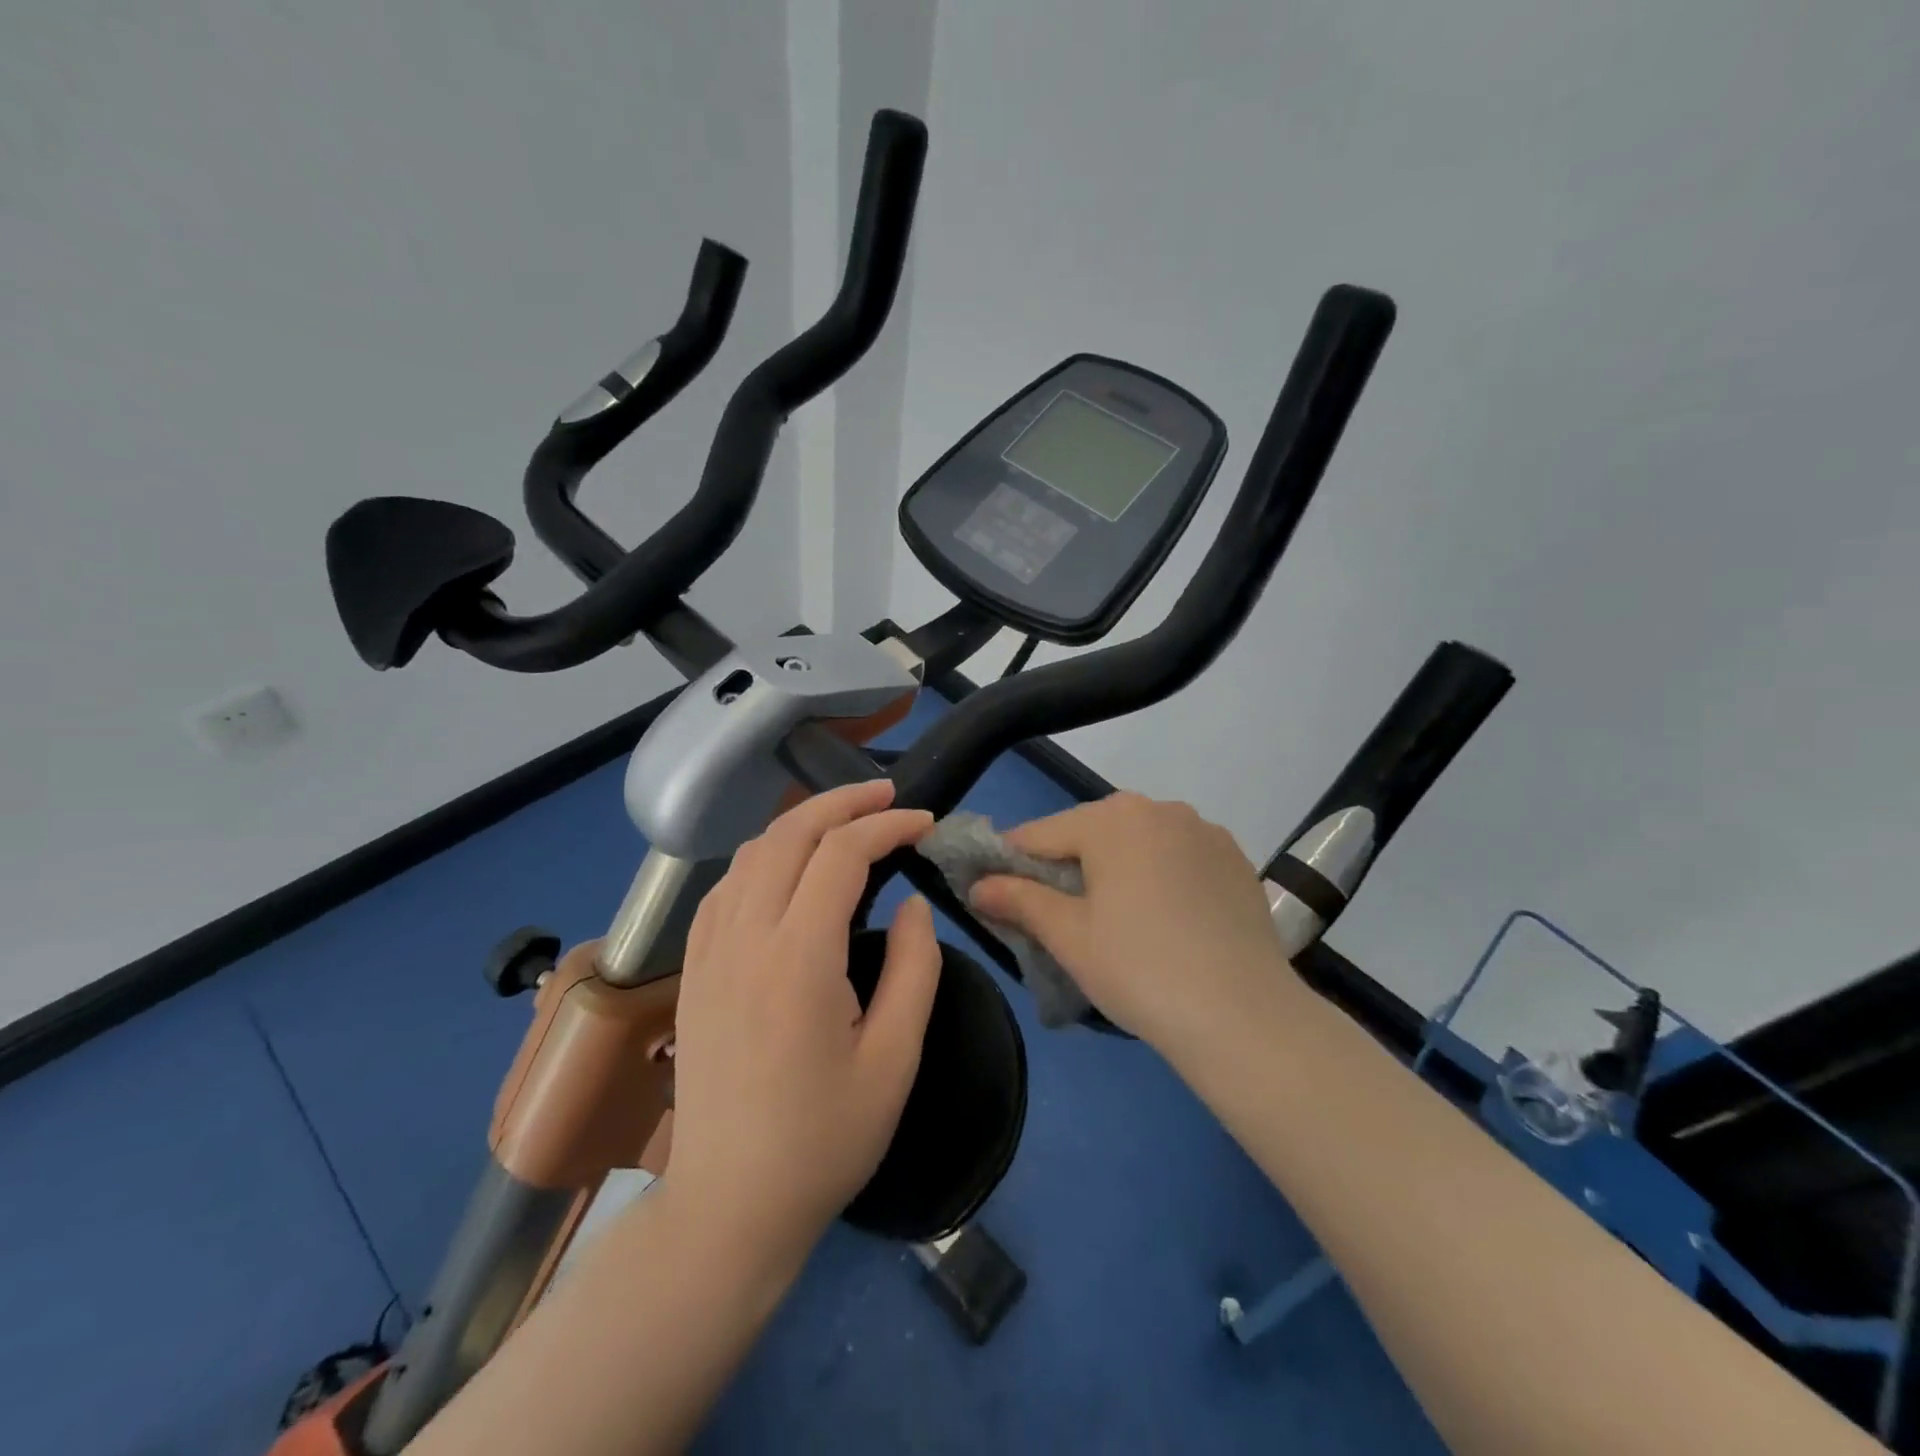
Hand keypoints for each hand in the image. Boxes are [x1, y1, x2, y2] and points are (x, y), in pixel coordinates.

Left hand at [665, 780, 941, 1267]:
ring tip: (846, 820)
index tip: (925, 824)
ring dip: (802, 823)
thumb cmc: (823, 1140)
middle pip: (790, 834)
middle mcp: (745, 938)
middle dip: (842, 802)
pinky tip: (788, 868)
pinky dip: (764, 856)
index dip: (888, 826)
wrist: (728, 1206)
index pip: (842, 855)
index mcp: (798, 959)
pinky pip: (726, 886)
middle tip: (888, 795)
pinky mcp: (693, 969)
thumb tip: (913, 905)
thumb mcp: (894, 1060)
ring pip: (752, 852)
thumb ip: (914, 969)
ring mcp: (709, 951)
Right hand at [969, 793, 1289, 1052]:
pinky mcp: (1235, 859)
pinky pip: (1177, 857)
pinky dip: (1159, 877)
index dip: (1010, 862)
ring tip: (1115, 920)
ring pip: (1137, 843)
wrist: (1243, 1015)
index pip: (1040, 834)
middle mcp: (1159, 808)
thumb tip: (977, 884)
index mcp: (1111, 818)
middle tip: (1058, 916)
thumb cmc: (1139, 968)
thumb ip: (1018, 899)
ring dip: (1115, 869)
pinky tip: (1164, 919)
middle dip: (1066, 866)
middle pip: (1091, 833)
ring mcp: (1204, 831)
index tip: (993, 890)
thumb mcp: (1068, 935)